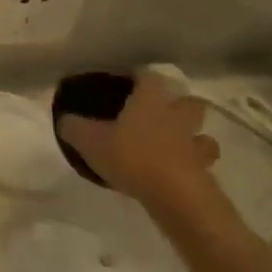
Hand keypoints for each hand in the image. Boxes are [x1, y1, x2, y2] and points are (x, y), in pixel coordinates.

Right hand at [57, 72, 229, 224]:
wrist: (175, 195)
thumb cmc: (130, 157)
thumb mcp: (87, 140)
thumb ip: (73, 126)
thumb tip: (65, 119)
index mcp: (150, 103)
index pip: (150, 77)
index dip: (140, 76)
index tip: (129, 80)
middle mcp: (177, 118)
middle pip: (189, 102)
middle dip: (179, 105)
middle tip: (159, 113)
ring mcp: (196, 146)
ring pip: (202, 135)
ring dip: (192, 138)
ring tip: (173, 147)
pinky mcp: (205, 173)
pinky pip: (201, 164)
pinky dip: (191, 166)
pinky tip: (174, 174)